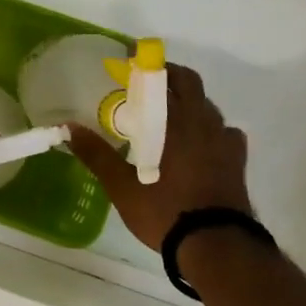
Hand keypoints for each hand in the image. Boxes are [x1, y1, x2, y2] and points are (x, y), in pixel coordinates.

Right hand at [68, 63, 251, 249]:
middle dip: (169, 76)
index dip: (146, 64)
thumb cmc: (165, 210)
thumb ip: (96, 154)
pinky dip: (210, 129)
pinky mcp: (237, 161)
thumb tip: (68, 128)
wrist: (216, 245)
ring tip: (168, 116)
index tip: (129, 60)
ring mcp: (224, 141)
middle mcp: (202, 123)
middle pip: (190, 84)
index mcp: (173, 122)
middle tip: (146, 84)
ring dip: (188, 102)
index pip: (162, 78)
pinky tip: (199, 143)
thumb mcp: (121, 186)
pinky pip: (225, 132)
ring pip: (207, 107)